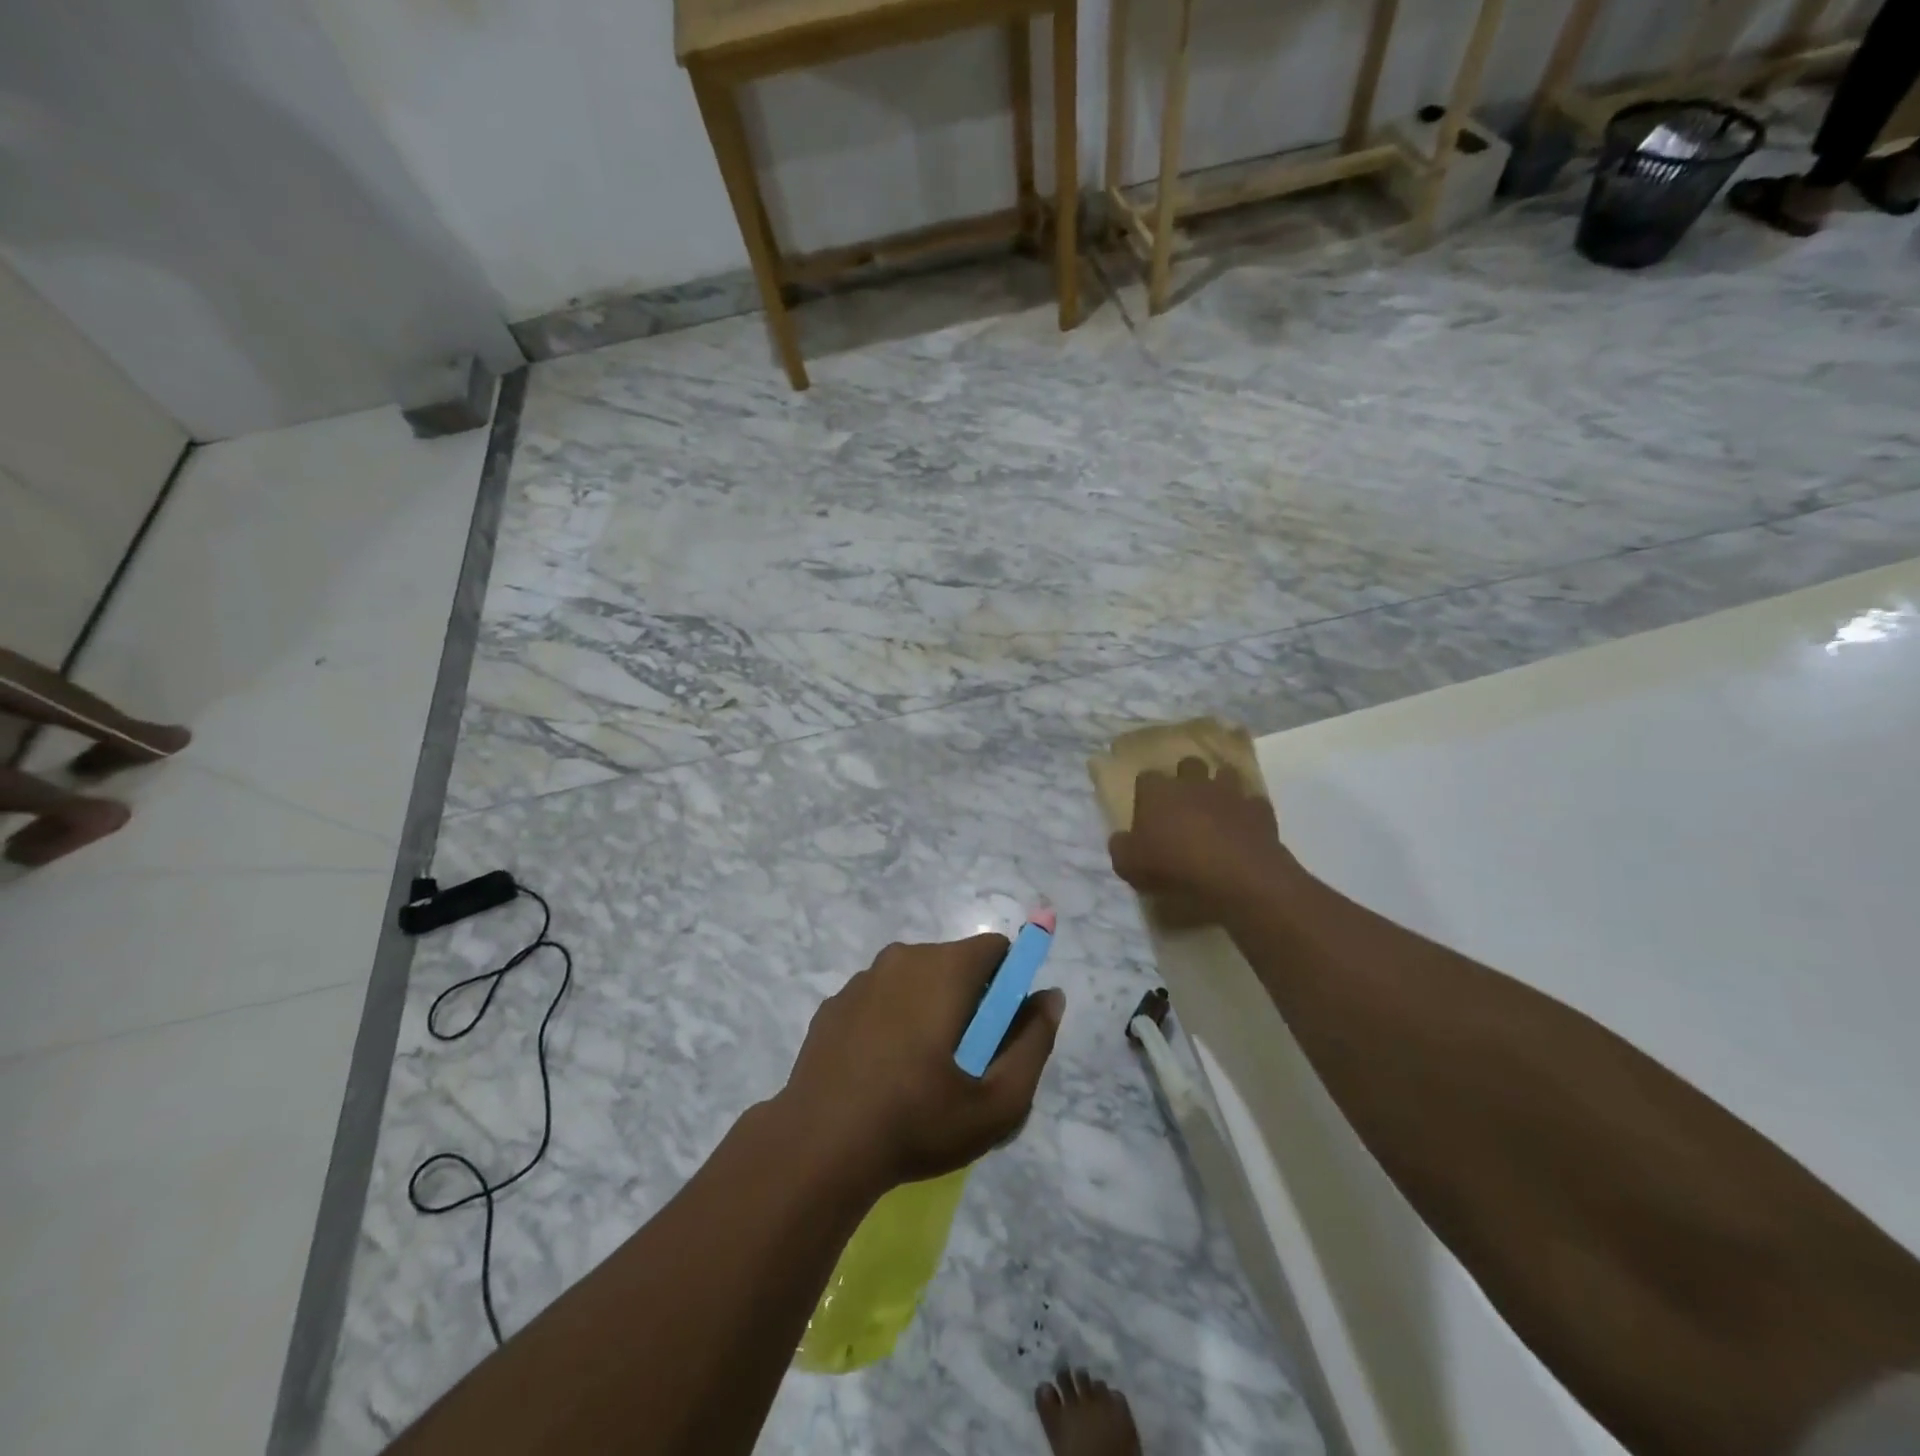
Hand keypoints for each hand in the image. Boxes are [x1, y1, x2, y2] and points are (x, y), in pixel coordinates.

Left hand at [780, 935, 1064, 1191]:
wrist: (819, 1146)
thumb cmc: (918, 1121)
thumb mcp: (998, 1101)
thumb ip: (1035, 1042)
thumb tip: (1050, 996)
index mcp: (944, 968)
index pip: (995, 949)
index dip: (1009, 985)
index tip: (1000, 1033)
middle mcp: (902, 958)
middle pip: (956, 964)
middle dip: (970, 1002)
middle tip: (964, 1065)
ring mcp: (862, 980)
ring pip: (916, 981)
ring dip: (929, 1011)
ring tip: (920, 1076)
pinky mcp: (834, 1005)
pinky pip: (880, 1000)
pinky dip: (891, 1023)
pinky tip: (881, 1074)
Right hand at [1108, 758, 1298, 924]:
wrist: (1236, 874)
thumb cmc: (1174, 866)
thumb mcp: (1129, 865)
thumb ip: (1121, 847)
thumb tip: (1122, 839)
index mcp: (1158, 792)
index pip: (1146, 777)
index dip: (1146, 793)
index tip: (1147, 811)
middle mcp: (1193, 783)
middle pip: (1188, 764)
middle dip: (1186, 778)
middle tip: (1183, 803)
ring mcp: (1229, 792)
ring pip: (1224, 774)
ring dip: (1220, 787)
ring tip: (1217, 808)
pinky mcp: (1259, 809)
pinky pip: (1252, 803)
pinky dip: (1248, 812)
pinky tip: (1245, 828)